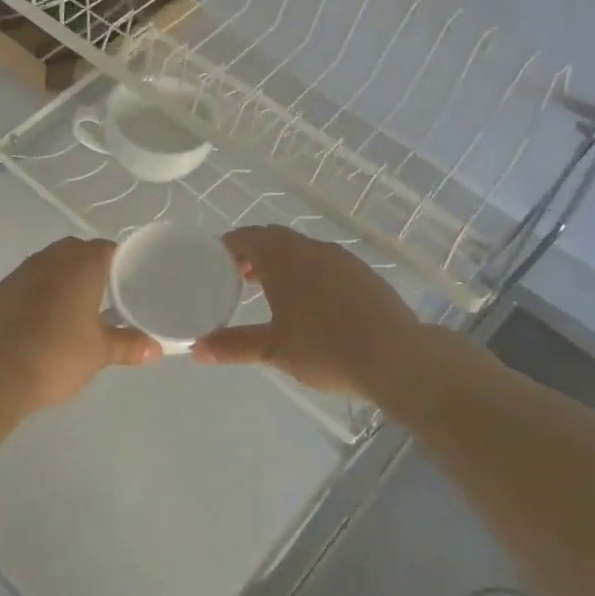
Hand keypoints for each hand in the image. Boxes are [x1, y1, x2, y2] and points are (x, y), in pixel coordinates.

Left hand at [0, 237, 160, 410]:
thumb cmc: (56, 356)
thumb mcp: (99, 353)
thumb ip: (128, 345)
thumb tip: (155, 349)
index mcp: (80, 266)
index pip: (105, 248)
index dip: (118, 262)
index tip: (127, 282)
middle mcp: (50, 260)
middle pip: (75, 250)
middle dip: (89, 266)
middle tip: (103, 294)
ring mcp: (20, 273)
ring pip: (48, 263)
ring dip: (62, 276)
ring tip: (73, 307)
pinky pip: (27, 281)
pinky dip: (39, 291)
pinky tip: (42, 319)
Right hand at [193, 226, 421, 397]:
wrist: (398, 358)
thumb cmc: (325, 347)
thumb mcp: (273, 349)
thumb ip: (233, 345)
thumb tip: (196, 350)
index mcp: (283, 257)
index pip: (246, 237)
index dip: (226, 247)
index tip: (214, 265)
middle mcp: (311, 248)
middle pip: (273, 240)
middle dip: (252, 256)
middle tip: (237, 280)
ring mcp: (342, 259)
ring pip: (301, 251)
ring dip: (282, 265)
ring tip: (271, 294)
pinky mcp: (364, 275)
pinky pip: (325, 265)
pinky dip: (308, 275)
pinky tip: (312, 306)